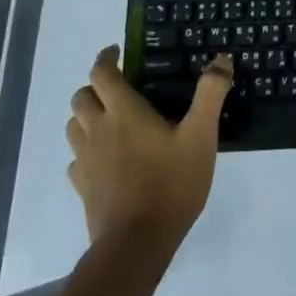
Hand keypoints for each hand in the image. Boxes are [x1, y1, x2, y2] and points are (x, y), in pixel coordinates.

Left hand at [66, 47, 233, 252]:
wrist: (136, 243)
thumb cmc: (171, 183)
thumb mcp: (202, 136)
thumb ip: (210, 94)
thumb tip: (221, 60)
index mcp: (123, 112)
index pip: (101, 73)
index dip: (106, 58)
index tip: (118, 51)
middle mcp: (97, 130)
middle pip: (81, 97)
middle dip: (96, 85)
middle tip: (119, 86)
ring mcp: (84, 160)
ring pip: (74, 126)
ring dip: (87, 114)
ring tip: (111, 118)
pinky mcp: (82, 186)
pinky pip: (76, 157)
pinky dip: (86, 148)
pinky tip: (106, 157)